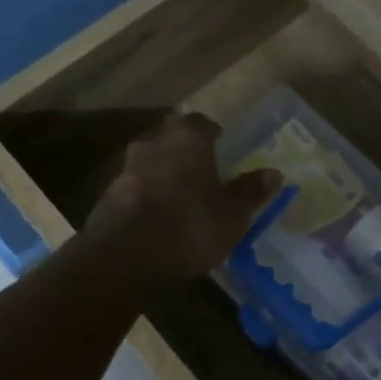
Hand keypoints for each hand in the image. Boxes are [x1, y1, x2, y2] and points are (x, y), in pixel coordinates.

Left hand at [84, 113, 279, 282]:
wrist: (124, 257)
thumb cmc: (189, 226)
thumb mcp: (232, 214)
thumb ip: (250, 191)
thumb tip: (274, 173)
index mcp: (187, 141)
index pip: (199, 122)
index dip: (211, 131)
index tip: (220, 141)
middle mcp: (153, 146)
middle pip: (171, 141)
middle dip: (184, 154)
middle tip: (202, 171)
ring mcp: (125, 171)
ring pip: (150, 166)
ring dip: (163, 177)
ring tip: (180, 199)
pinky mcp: (106, 199)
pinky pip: (134, 191)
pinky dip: (146, 199)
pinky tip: (157, 220)